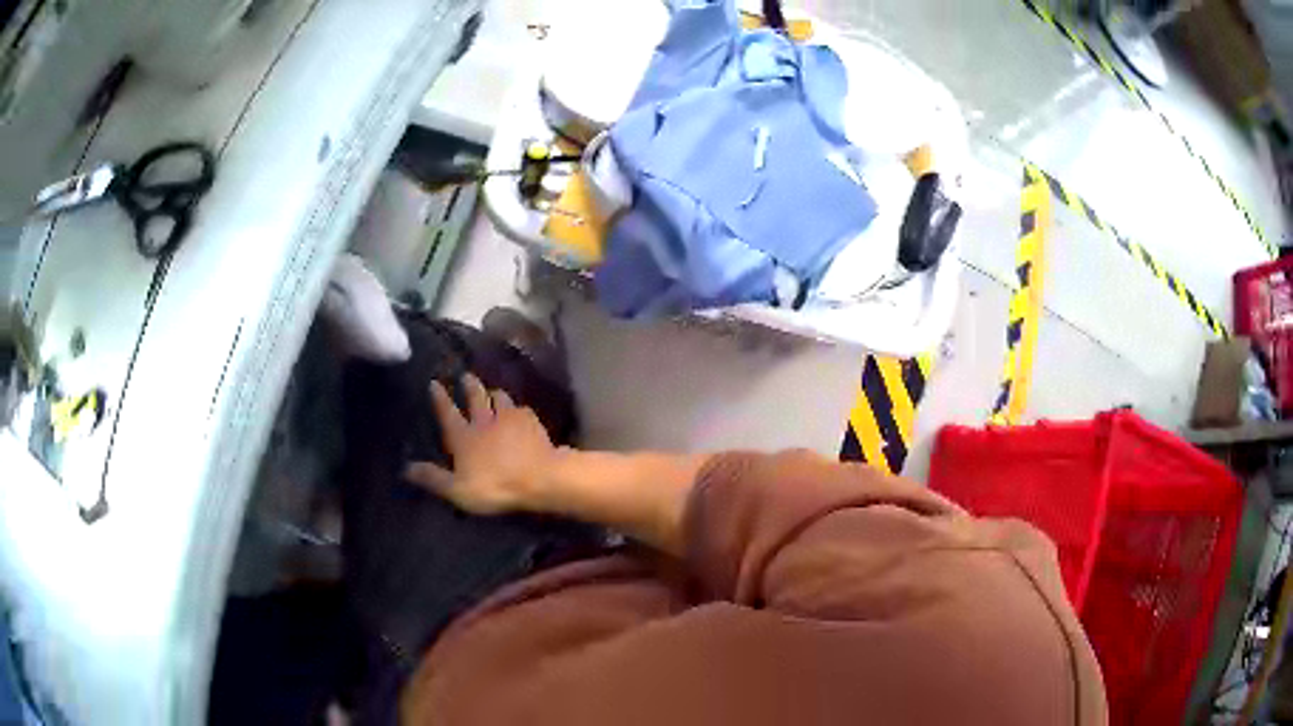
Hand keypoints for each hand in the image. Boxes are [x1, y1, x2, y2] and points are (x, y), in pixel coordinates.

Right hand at [405, 374, 556, 515]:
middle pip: (475, 398)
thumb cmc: (495, 486)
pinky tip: (520, 411)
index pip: (447, 414)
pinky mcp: (531, 422)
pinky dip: (517, 408)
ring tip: (493, 391)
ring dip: (494, 393)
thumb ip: (433, 478)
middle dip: (469, 385)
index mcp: (463, 437)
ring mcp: (510, 418)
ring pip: (500, 398)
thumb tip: (406, 467)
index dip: (440, 399)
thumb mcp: (457, 489)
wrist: (540, 477)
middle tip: (466, 375)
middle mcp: (484, 421)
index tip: (434, 383)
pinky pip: (521, 409)